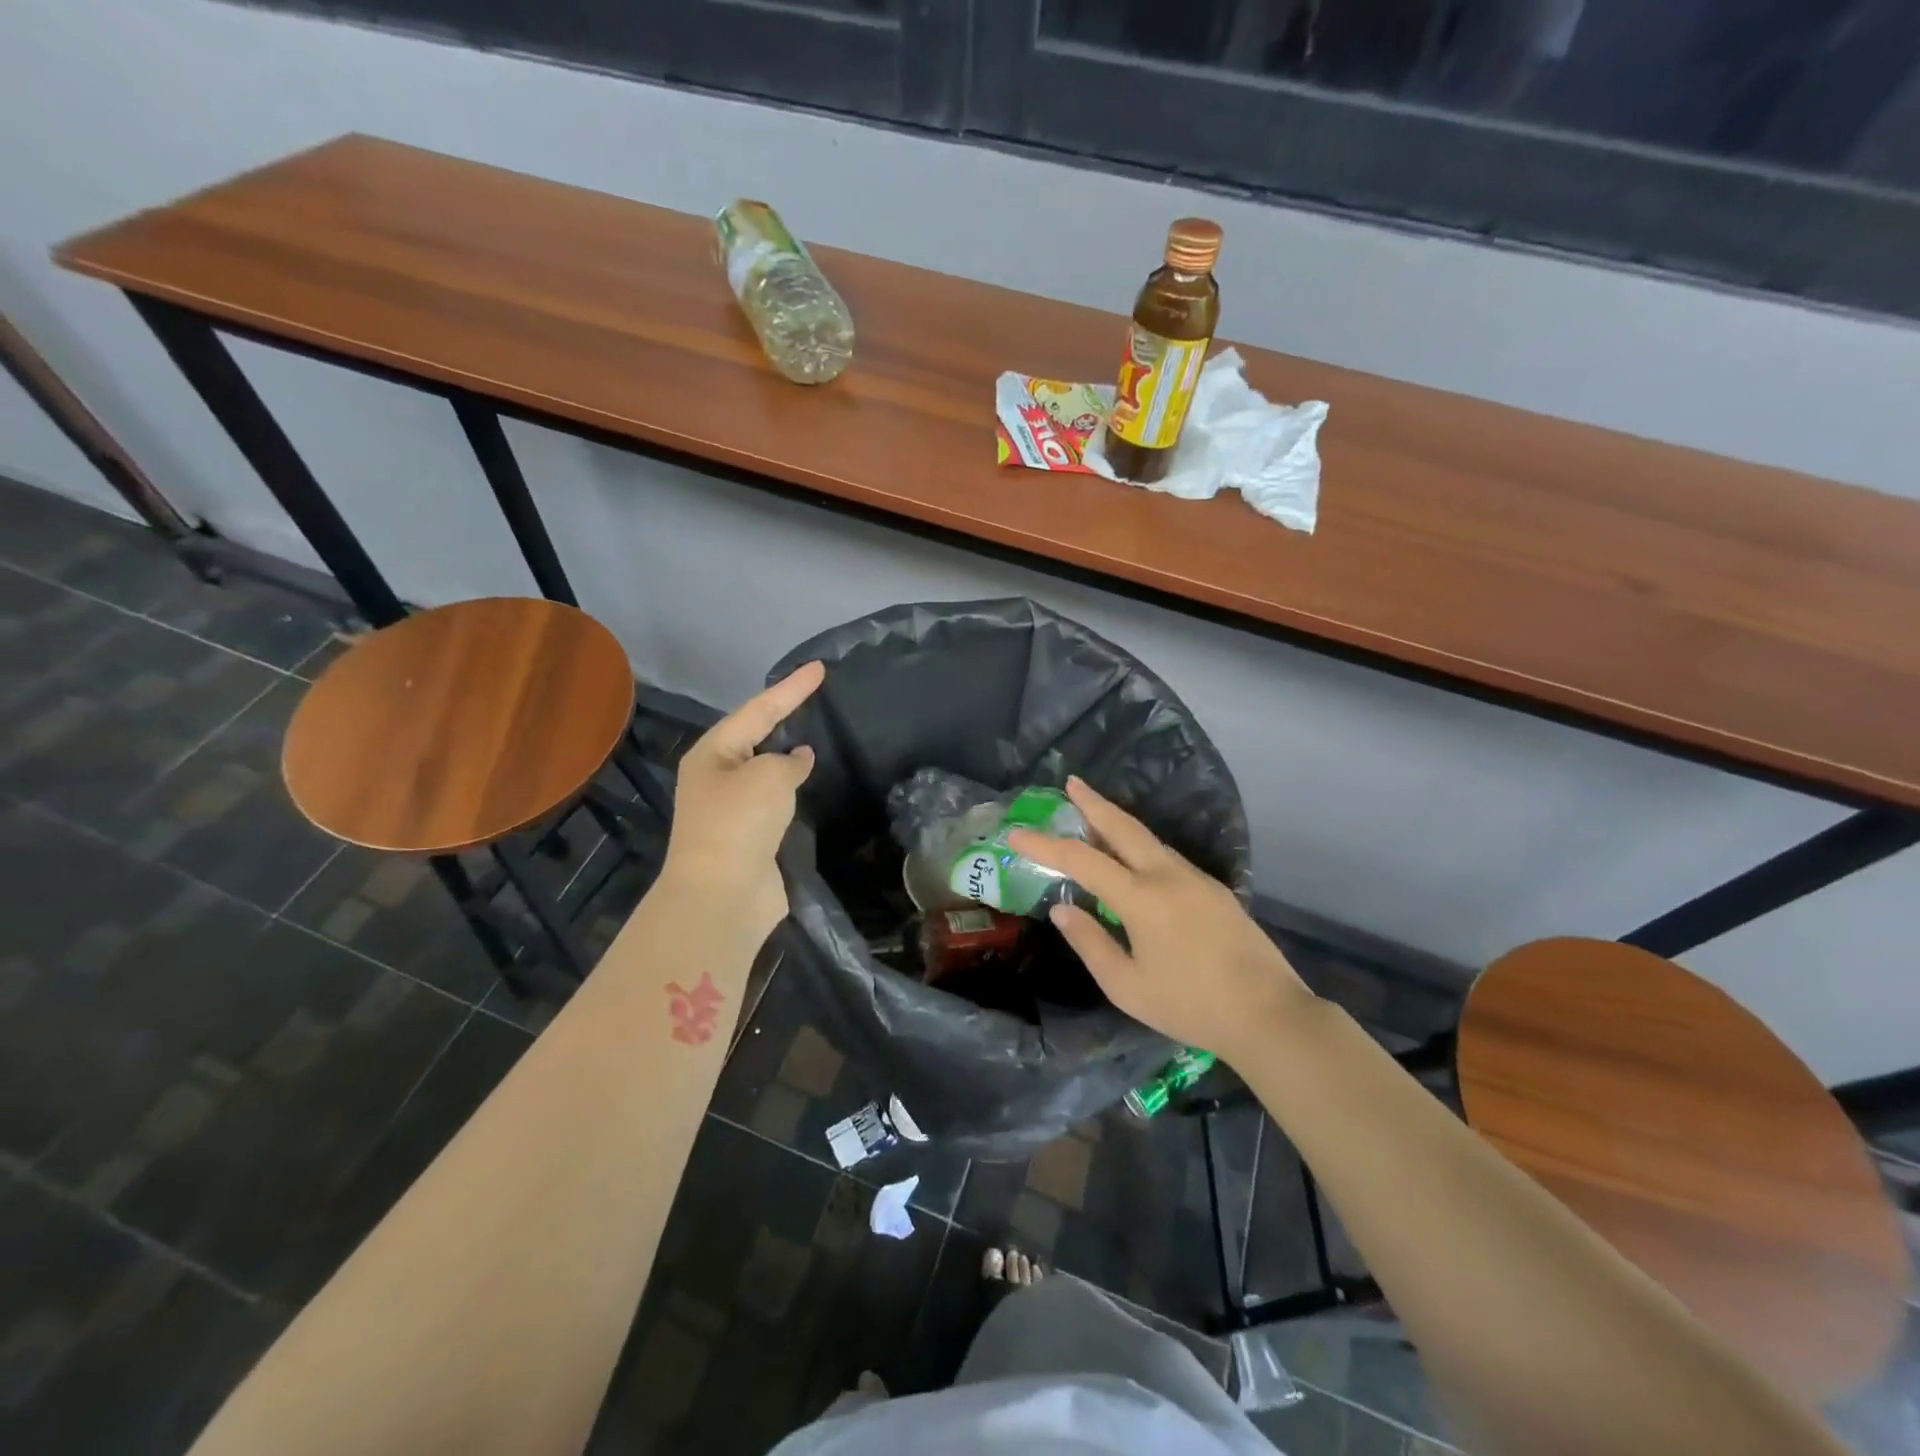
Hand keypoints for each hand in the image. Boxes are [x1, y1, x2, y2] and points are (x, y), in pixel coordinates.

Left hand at [658, 661, 824, 941]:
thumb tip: (798, 759)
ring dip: (788, 756)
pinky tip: (811, 784)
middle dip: (784, 717)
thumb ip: (787, 760)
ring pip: (766, 771)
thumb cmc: (740, 824)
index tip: (820, 668)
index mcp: (713, 754)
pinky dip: (793, 790)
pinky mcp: (751, 837)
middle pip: (757, 737)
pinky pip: (776, 801)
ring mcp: (733, 809)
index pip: (758, 710)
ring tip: (817, 736)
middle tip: (816, 697)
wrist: (723, 895)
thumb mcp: (768, 777)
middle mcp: (718, 777)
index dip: (791, 688)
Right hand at [1007, 777, 1312, 1062]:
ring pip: (1148, 839)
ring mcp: (1196, 879)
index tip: (1017, 832)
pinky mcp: (1215, 890)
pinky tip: (1132, 859)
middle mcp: (1168, 875)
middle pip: (1123, 827)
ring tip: (1093, 817)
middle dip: (1094, 802)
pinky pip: (1166, 856)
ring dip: (1117, 823)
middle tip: (1072, 783)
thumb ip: (1090, 942)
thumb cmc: (1190, 1006)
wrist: (1269, 1015)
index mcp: (1141, 897)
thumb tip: (1062, 909)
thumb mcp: (1127, 986)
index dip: (1045, 844)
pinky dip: (1139, 846)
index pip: (1082, 859)